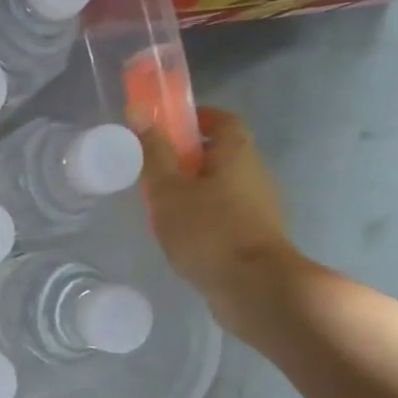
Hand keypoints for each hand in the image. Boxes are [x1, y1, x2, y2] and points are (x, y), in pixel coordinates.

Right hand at [139, 106, 301, 319]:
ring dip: (192, 188)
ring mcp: (258, 206)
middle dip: (186, 156)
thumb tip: (139, 110)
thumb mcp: (169, 189)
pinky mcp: (253, 235)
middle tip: (152, 169)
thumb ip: (153, 152)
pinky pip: (223, 213)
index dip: (194, 118)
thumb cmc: (207, 230)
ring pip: (220, 185)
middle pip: (220, 153)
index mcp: (237, 153)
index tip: (165, 127)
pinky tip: (178, 233)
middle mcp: (254, 173)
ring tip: (159, 205)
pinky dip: (201, 215)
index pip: (221, 120)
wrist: (252, 287)